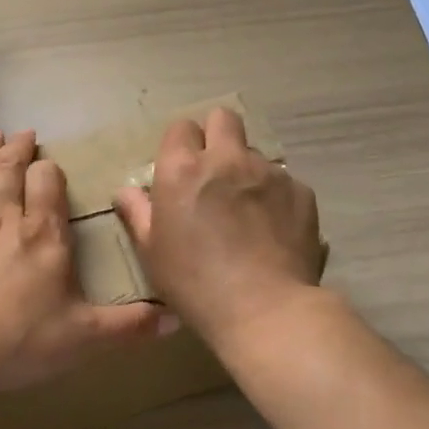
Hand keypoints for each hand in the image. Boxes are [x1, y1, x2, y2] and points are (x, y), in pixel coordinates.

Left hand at [0, 125, 171, 391]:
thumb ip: (127, 327)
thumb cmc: (20, 342)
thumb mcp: (83, 338)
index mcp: (44, 236)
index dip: (49, 171)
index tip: (49, 163)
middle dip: (17, 150)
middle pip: (11, 172)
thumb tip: (175, 322)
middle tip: (21, 131)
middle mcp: (6, 220)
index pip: (48, 186)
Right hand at [113, 107, 323, 347]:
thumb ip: (138, 214)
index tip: (181, 171)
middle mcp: (227, 159)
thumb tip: (126, 191)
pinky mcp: (301, 192)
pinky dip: (276, 197)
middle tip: (215, 172)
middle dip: (217, 135)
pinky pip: (284, 182)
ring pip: (255, 153)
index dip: (180, 146)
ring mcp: (269, 173)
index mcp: (183, 169)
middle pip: (223, 118)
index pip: (181, 128)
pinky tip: (274, 229)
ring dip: (247, 170)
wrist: (266, 310)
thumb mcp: (152, 253)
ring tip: (248, 210)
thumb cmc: (195, 284)